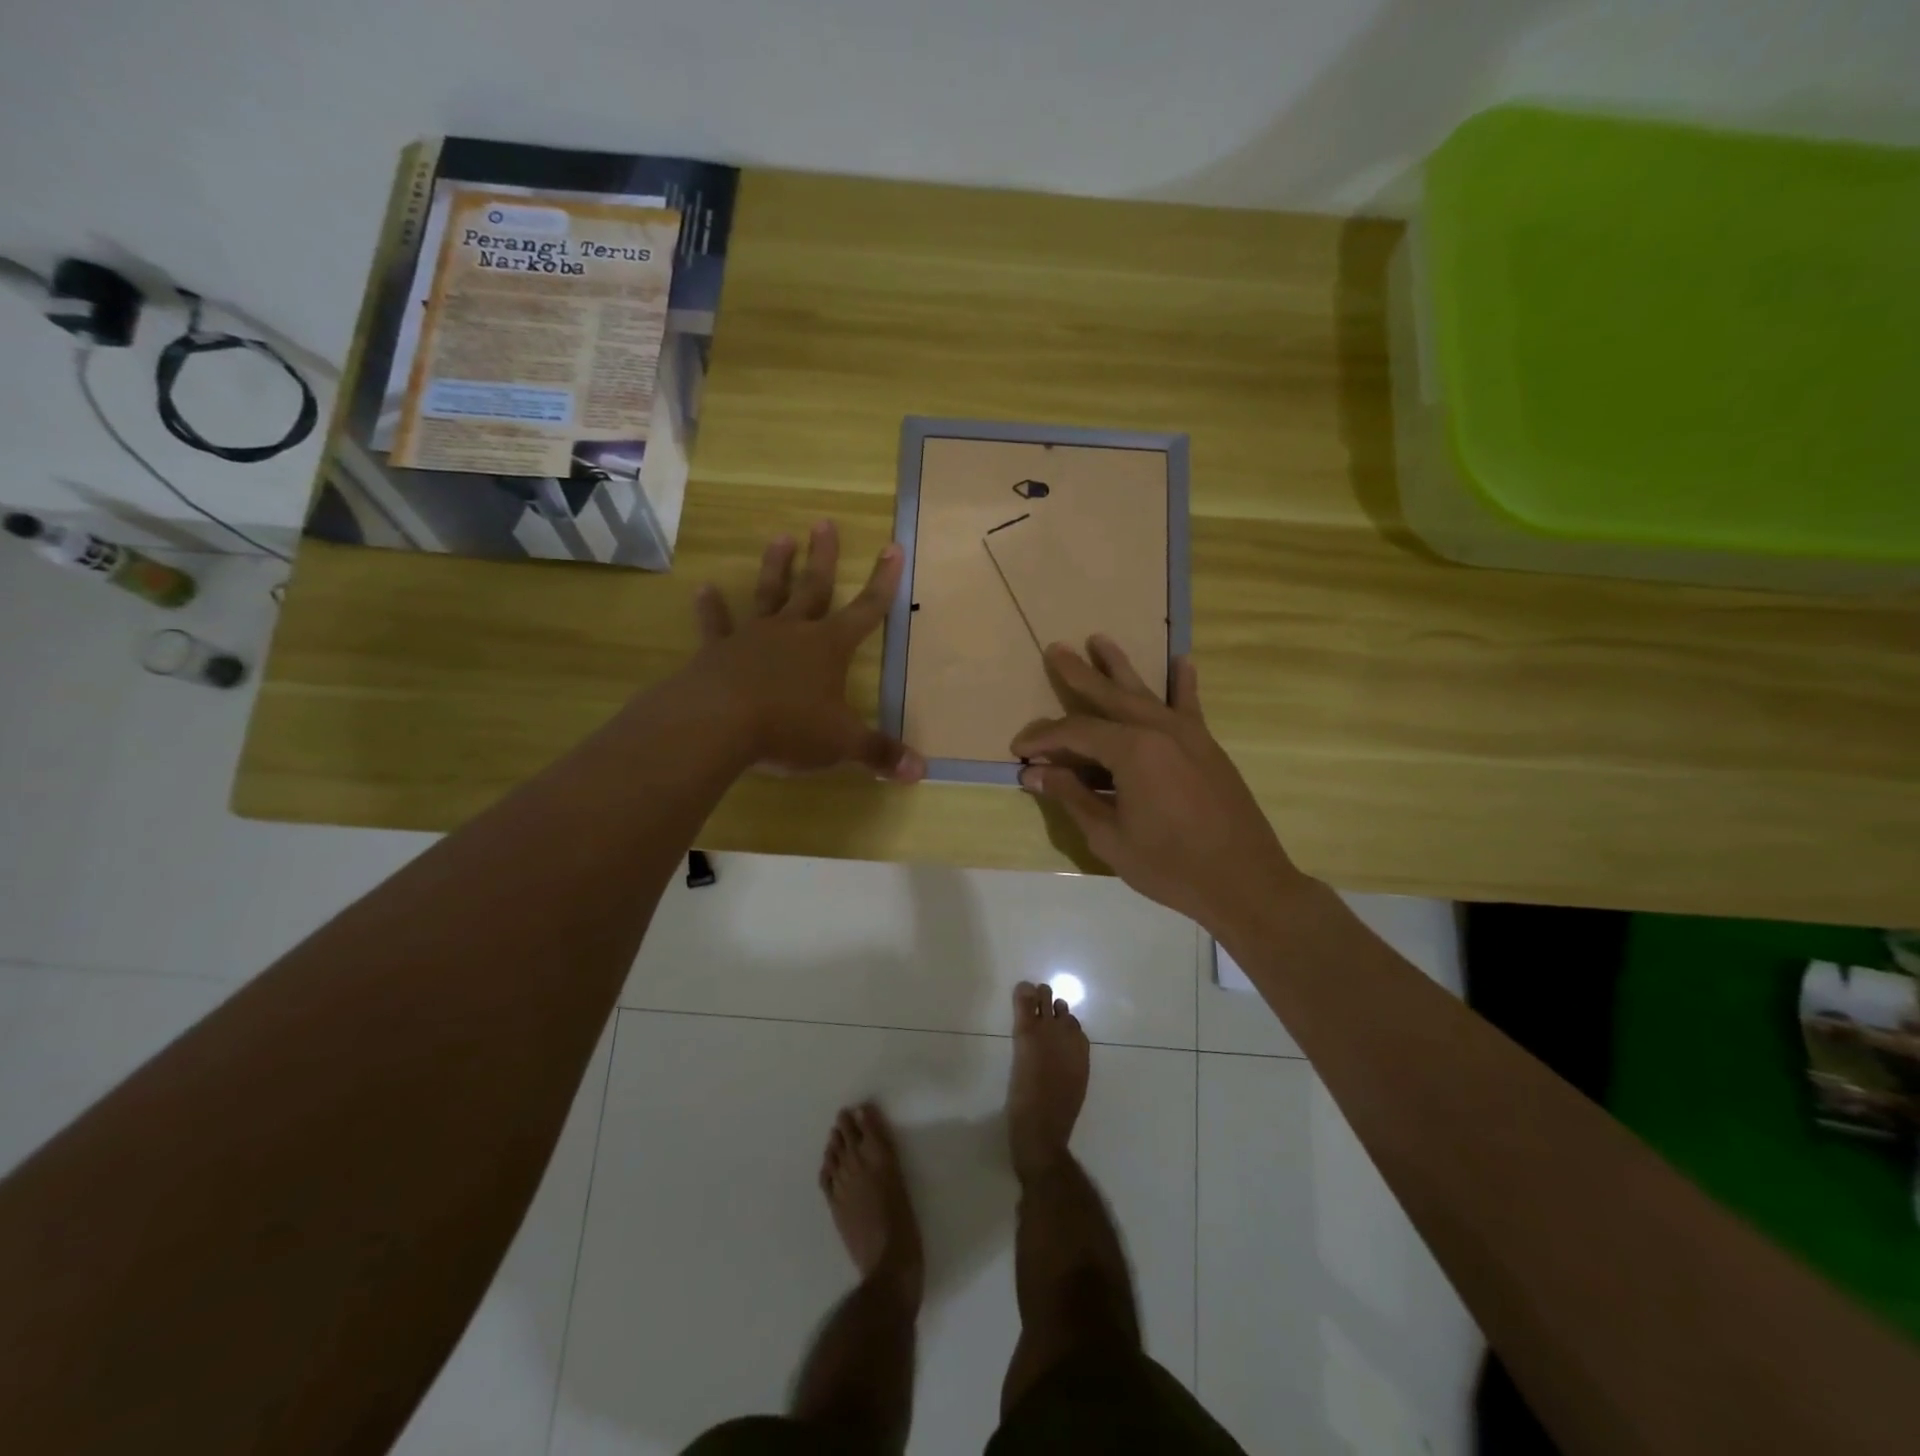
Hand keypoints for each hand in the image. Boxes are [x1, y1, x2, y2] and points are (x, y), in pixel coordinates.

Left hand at [688, 521, 924, 781]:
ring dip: (775, 567)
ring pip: (768, 594)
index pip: (866, 609)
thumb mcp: (842, 743)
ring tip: (780, 537)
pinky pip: (716, 625)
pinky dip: (711, 608)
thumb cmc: (789, 728)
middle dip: (824, 557)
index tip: (893, 547)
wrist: (718, 724)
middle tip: (824, 523)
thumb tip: (921, 772)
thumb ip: (879, 754)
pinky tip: (702, 588)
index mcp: (829, 648)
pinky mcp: (718, 652)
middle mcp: (793, 632)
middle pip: (814, 587)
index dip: (883, 581)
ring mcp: (753, 638)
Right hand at [1010, 636, 1307, 933]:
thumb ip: (1072, 797)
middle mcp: (1158, 729)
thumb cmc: (1170, 865)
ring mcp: (1187, 734)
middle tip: (1055, 649)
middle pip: (1108, 695)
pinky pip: (1190, 705)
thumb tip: (1034, 773)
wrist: (1244, 882)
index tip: (1019, 751)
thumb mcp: (1109, 836)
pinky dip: (1183, 683)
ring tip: (1099, 639)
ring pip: (1145, 692)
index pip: (1076, 732)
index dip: (1044, 739)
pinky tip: (1183, 661)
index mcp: (1132, 750)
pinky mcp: (1207, 746)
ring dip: (1119, 666)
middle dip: (1078, 674)